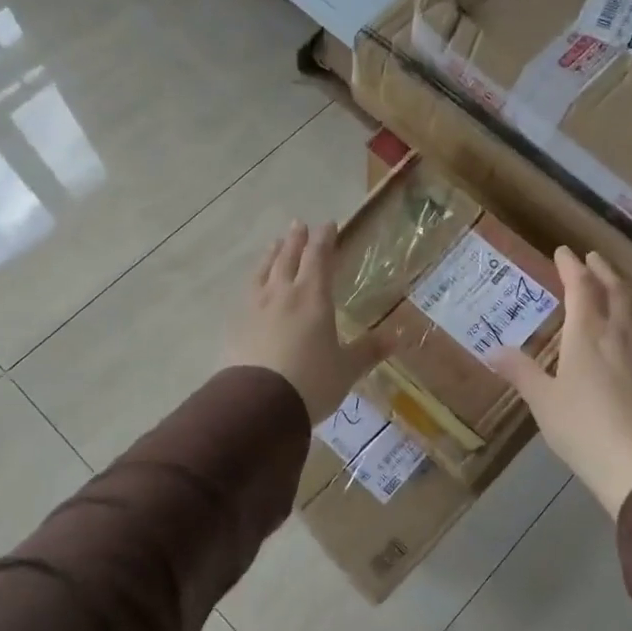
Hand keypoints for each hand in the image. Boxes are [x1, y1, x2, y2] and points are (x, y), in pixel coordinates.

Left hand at [226, 221, 385, 421]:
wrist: (257, 405)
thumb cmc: (311, 382)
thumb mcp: (347, 369)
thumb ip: (368, 350)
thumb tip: (396, 337)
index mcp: (312, 297)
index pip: (319, 257)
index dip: (324, 239)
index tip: (327, 224)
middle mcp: (282, 294)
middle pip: (288, 258)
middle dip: (295, 240)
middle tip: (298, 224)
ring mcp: (254, 308)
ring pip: (263, 271)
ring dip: (271, 255)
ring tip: (274, 245)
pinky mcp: (235, 326)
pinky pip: (246, 294)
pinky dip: (254, 282)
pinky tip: (253, 288)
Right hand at [492, 247, 631, 518]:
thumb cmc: (582, 428)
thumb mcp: (543, 401)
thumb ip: (521, 372)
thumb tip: (492, 351)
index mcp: (587, 334)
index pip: (581, 288)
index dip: (571, 267)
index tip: (564, 251)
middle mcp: (619, 332)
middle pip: (615, 290)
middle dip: (602, 270)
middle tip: (593, 259)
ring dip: (628, 288)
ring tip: (622, 285)